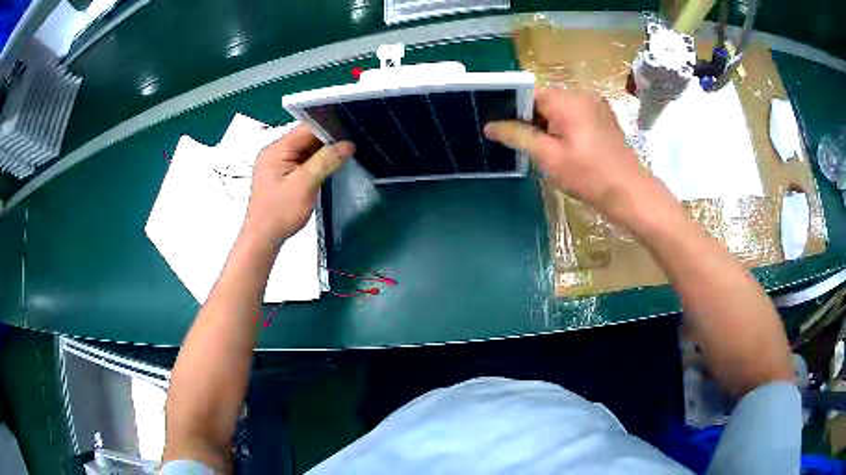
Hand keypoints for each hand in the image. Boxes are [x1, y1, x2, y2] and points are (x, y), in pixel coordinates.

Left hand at [242, 125, 353, 243]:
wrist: (263, 239)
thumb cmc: (280, 212)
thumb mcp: (304, 184)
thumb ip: (325, 161)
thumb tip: (348, 144)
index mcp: (277, 149)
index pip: (306, 128)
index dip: (329, 127)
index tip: (352, 130)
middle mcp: (276, 152)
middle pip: (306, 137)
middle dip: (329, 139)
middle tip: (355, 141)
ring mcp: (278, 163)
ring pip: (306, 149)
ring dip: (324, 151)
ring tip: (348, 151)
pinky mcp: (283, 175)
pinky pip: (303, 161)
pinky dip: (317, 162)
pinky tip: (333, 164)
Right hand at [484, 88, 675, 227]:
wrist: (630, 193)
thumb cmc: (588, 176)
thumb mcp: (549, 157)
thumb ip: (518, 136)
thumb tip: (489, 125)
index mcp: (567, 100)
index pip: (528, 95)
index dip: (512, 111)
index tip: (503, 131)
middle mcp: (582, 94)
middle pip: (544, 101)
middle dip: (531, 121)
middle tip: (526, 147)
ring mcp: (596, 105)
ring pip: (559, 109)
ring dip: (548, 126)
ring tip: (546, 151)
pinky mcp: (603, 117)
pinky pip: (574, 115)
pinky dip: (564, 127)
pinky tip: (566, 149)